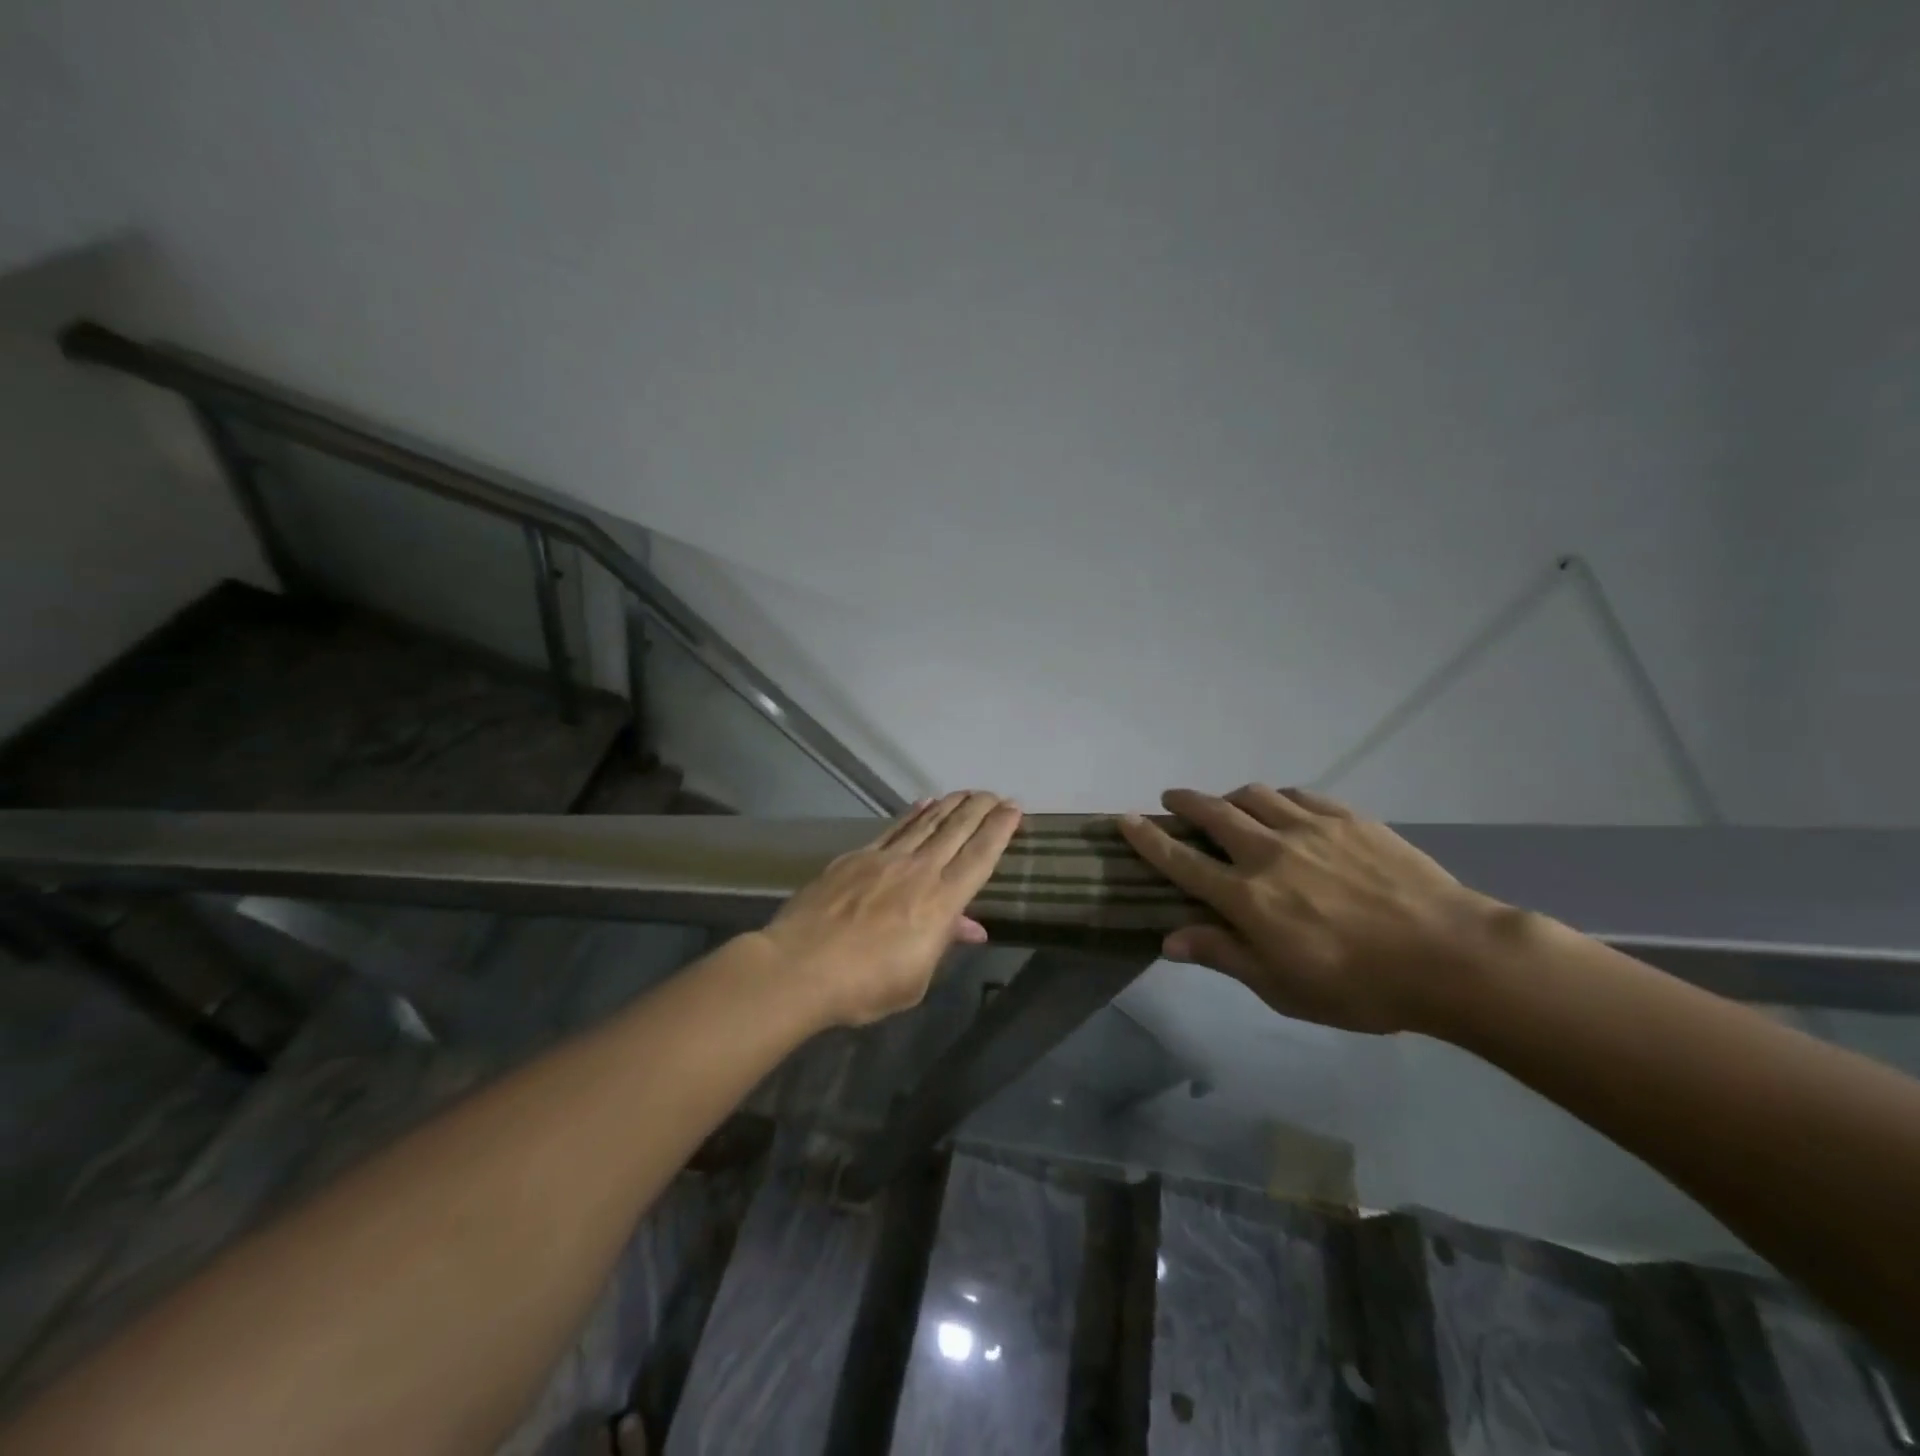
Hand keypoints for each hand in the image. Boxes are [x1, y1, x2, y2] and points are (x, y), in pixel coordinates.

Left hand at [763, 790, 1023, 1026]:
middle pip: (957, 831)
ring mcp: (885, 859)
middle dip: (979, 809)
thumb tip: (970, 926)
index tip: (1014, 809)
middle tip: (995, 794)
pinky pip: (894, 828)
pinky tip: (923, 803)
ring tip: (966, 792)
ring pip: (927, 823)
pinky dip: (913, 814)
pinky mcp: (856, 856)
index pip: (980, 858)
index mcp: (941, 902)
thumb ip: (942, 943)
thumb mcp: (915, 978)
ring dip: (950, 806)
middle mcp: (919, 871)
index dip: (999, 831)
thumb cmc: (864, 985)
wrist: (801, 967)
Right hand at [1117, 786, 1503, 1033]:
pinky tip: (1282, 807)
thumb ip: (1224, 955)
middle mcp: (1268, 852)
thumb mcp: (1282, 988)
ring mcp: (1309, 829)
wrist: (1451, 955)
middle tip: (1172, 800)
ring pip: (1253, 795)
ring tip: (1228, 805)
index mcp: (1247, 897)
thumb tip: (1169, 940)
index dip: (1147, 840)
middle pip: (1212, 813)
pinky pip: (1298, 795)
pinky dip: (1277, 797)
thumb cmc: (1360, 986)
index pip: (1181, 860)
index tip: (1124, 819)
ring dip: (1230, 796)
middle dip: (1184, 802)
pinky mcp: (1348, 818)